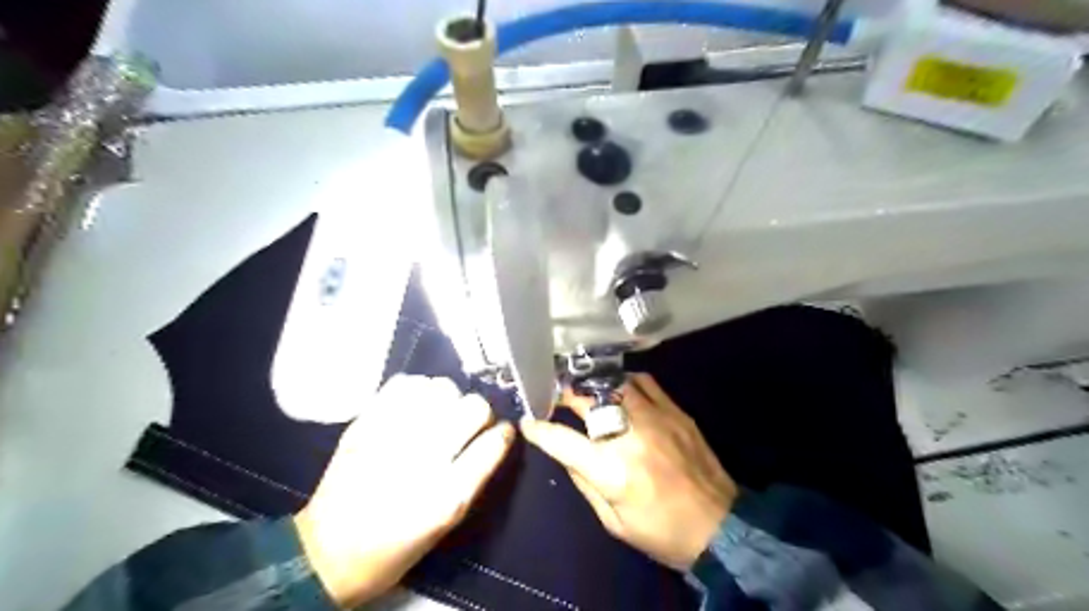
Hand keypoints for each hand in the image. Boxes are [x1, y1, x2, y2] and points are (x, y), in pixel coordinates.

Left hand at [293, 374, 514, 608]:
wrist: (327, 554)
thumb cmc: (396, 547)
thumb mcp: (446, 524)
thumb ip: (474, 477)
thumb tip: (494, 436)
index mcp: (447, 496)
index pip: (493, 442)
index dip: (502, 433)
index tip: (500, 432)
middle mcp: (423, 460)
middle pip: (473, 407)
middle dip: (479, 412)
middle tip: (468, 423)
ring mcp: (392, 436)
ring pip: (442, 387)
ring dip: (448, 397)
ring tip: (440, 412)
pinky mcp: (365, 423)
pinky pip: (405, 383)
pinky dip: (417, 388)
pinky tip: (415, 405)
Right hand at [520, 374, 740, 570]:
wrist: (720, 527)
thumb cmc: (662, 532)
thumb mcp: (613, 522)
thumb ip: (585, 483)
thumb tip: (566, 453)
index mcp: (611, 471)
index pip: (562, 440)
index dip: (539, 429)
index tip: (529, 422)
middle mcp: (630, 436)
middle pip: (586, 401)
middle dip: (565, 396)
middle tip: (557, 398)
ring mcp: (656, 418)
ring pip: (614, 384)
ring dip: (593, 385)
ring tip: (585, 390)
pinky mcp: (676, 412)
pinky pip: (645, 382)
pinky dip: (625, 381)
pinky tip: (620, 389)